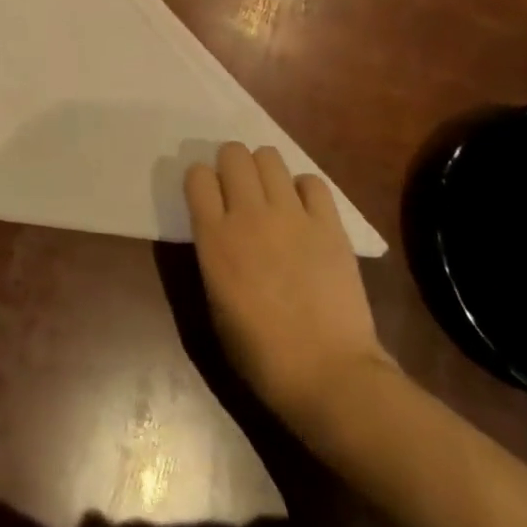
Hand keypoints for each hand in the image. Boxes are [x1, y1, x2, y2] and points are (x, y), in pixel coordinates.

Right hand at [184, 142, 392, 431]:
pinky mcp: (329, 223)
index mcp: (214, 238)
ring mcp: (292, 215)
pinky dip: (303, 189)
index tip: (207, 197)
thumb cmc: (260, 352)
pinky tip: (304, 211)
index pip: (197, 176)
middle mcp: (249, 214)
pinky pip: (312, 181)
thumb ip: (213, 255)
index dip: (200, 181)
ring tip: (270, 195)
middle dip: (231, 164)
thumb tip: (219, 230)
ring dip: (264, 170)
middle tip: (238, 189)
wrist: (328, 373)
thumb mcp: (215, 302)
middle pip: (233, 154)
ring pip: (270, 156)